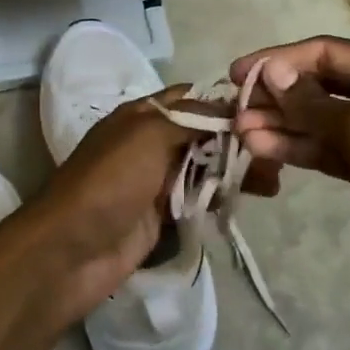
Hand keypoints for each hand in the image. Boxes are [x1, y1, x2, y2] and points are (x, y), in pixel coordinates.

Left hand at [0, 87, 283, 329]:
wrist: (72, 250)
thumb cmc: (110, 182)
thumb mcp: (148, 135)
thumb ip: (191, 118)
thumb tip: (231, 106)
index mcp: (142, 115)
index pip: (191, 98)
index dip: (226, 102)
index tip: (267, 112)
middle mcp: (151, 143)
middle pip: (204, 134)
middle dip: (239, 141)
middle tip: (276, 156)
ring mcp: (156, 181)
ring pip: (205, 167)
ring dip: (235, 171)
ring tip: (272, 183)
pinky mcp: (162, 215)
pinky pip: (198, 199)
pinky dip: (221, 197)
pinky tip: (247, 200)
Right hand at [230, 36, 349, 324]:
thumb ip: (313, 102)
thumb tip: (271, 73)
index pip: (327, 53)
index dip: (280, 61)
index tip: (237, 74)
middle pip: (322, 85)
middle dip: (279, 97)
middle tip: (234, 112)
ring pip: (323, 120)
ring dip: (284, 125)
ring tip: (241, 135)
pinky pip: (331, 150)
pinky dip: (300, 149)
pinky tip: (265, 151)